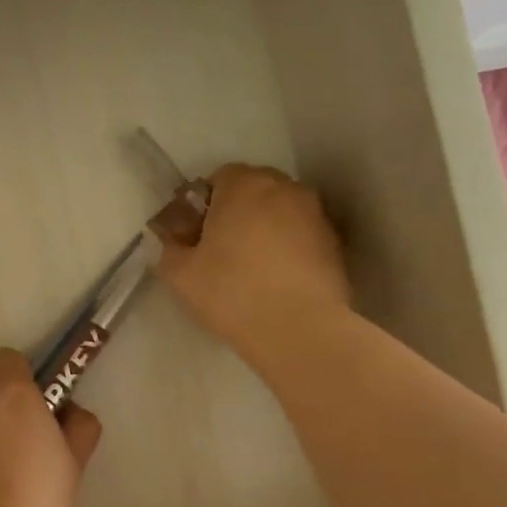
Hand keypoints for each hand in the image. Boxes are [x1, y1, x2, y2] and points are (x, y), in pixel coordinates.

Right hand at [155, 164, 352, 371]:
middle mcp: (285, 188)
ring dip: (265, 229)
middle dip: (237, 211)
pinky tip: (276, 281)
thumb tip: (177, 243)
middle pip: (254, 190)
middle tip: (220, 249)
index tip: (195, 234)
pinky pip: (301, 236)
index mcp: (244, 185)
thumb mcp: (179, 275)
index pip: (220, 177)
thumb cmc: (231, 292)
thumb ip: (171, 249)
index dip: (204, 204)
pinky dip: (288, 249)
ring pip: (281, 212)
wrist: (299, 329)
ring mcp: (316, 215)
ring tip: (251, 268)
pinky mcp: (336, 244)